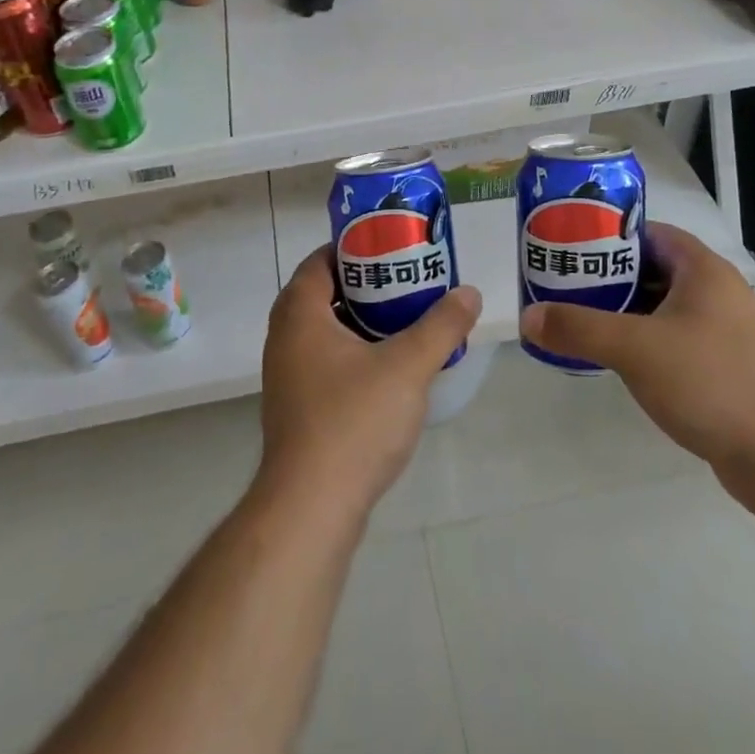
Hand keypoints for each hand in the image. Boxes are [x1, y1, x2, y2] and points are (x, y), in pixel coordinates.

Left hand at [257, 245, 480, 519]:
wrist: (311, 506)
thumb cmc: (354, 421)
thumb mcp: (408, 366)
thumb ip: (441, 326)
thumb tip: (470, 293)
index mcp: (300, 314)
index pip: (319, 261)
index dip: (353, 248)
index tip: (390, 247)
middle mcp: (284, 338)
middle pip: (322, 293)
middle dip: (363, 284)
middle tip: (405, 280)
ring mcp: (286, 375)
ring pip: (323, 330)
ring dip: (358, 320)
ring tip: (403, 319)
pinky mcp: (296, 407)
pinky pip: (323, 360)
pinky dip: (351, 351)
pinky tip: (387, 367)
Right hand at [518, 221, 754, 490]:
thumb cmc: (712, 382)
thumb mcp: (635, 349)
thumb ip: (578, 328)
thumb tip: (527, 317)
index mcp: (701, 268)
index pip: (646, 232)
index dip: (606, 235)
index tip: (568, 249)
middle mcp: (715, 291)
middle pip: (650, 269)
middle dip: (607, 277)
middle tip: (563, 287)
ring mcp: (722, 330)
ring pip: (660, 307)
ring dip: (623, 312)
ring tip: (579, 321)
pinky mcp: (723, 366)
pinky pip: (673, 339)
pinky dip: (643, 341)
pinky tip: (616, 360)